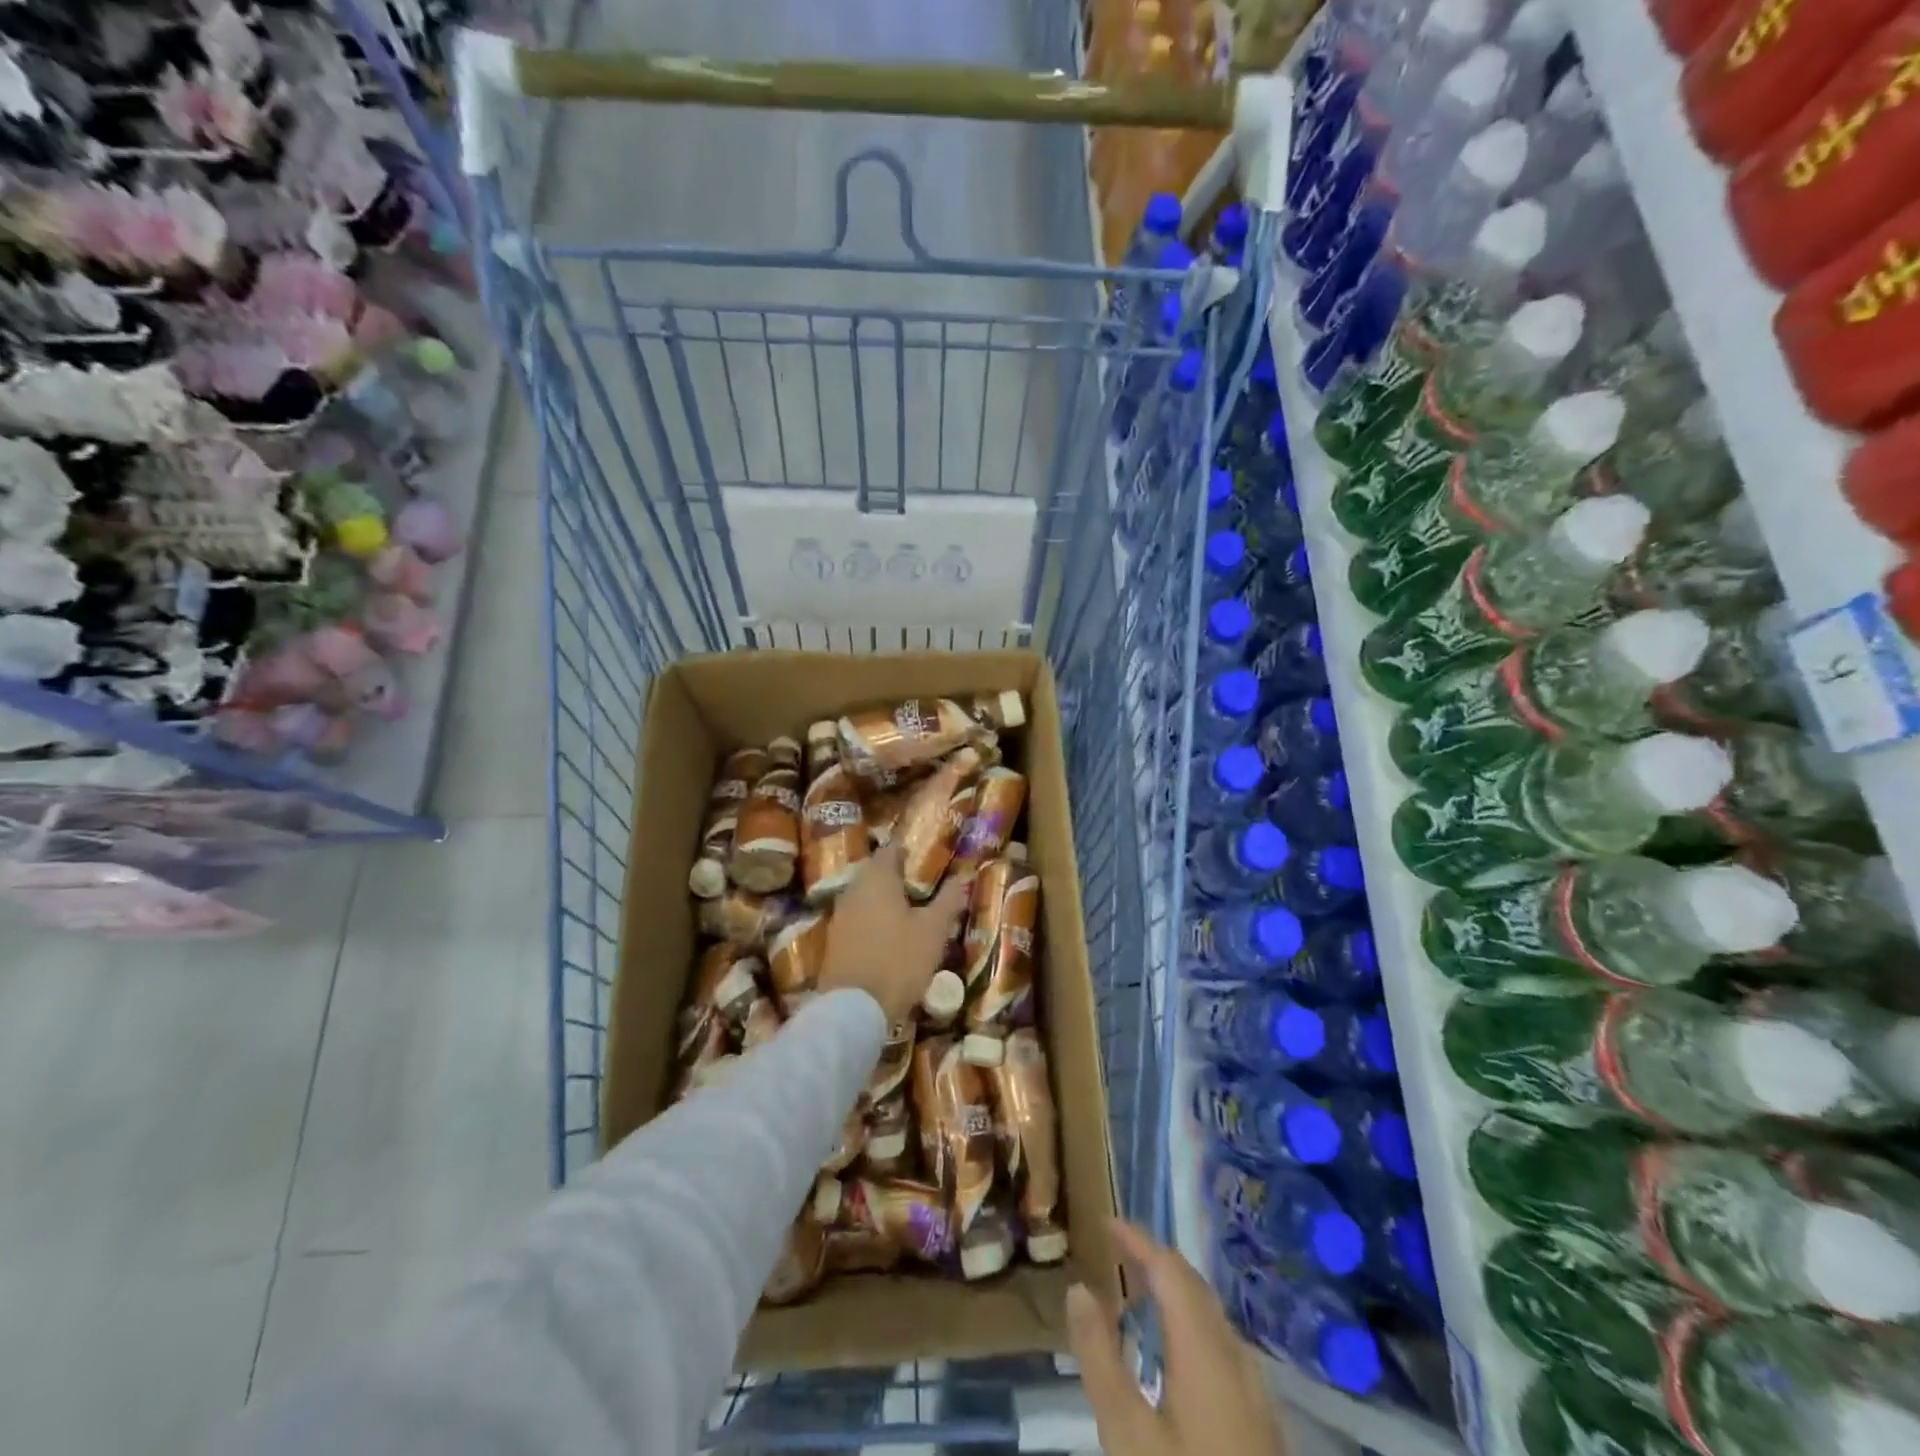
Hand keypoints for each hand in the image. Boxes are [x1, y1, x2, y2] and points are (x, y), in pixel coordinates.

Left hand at [818, 845, 967, 1025]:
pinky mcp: (834, 940)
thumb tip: (961, 876)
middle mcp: (853, 889)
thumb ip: (948, 900)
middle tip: (922, 891)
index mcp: (877, 878)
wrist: (854, 1008)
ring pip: (865, 896)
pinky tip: (889, 938)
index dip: (909, 854)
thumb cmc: (899, 960)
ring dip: (884, 901)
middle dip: (897, 878)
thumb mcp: (934, 930)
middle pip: (875, 873)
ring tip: (910, 915)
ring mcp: (840, 915)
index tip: (927, 864)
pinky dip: (873, 921)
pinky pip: (857, 918)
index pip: (891, 850)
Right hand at [1068, 1221, 1285, 1455]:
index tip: (1107, 1223)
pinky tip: (1175, 1354)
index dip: (1139, 1240)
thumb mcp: (1127, 1435)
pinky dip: (1191, 1326)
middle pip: (1195, 1289)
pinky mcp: (1263, 1426)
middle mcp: (1235, 1358)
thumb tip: (1079, 1288)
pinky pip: (1222, 1347)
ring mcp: (1256, 1394)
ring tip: (1139, 1293)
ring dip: (1176, 1294)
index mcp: (1205, 1350)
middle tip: (1118, 1252)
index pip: (1170, 1270)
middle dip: (1157, 1262)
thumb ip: (1100, 1356)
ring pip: (1212, 1318)